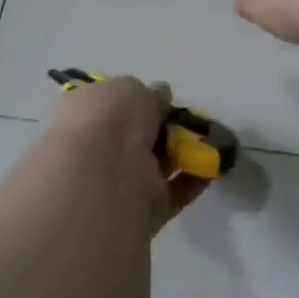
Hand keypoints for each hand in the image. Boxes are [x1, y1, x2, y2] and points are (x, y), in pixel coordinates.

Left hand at [45, 75, 209, 232]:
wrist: (104, 174)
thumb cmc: (109, 119)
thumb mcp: (130, 89)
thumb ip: (149, 94)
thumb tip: (160, 96)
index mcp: (82, 116)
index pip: (110, 107)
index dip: (135, 102)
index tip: (162, 99)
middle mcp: (97, 151)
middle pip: (136, 138)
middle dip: (162, 129)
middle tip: (190, 118)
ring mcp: (119, 183)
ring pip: (157, 164)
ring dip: (183, 152)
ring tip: (213, 139)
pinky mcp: (145, 209)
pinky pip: (174, 191)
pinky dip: (195, 178)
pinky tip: (216, 164)